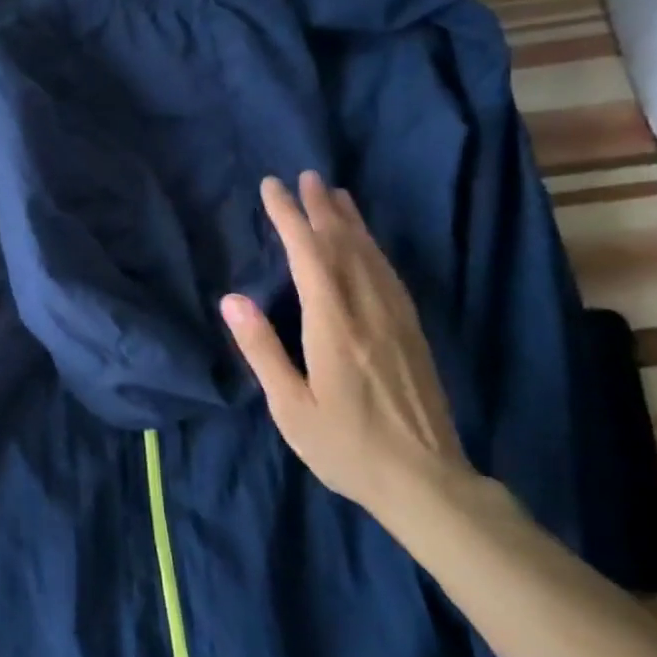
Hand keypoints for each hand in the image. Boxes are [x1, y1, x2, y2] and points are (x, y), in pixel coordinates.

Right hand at [220, 172, 471, 521]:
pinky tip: (367, 243)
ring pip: (371, 254)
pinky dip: (373, 247)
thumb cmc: (346, 446)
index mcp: (334, 325)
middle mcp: (368, 310)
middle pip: (343, 244)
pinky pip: (389, 274)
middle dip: (321, 208)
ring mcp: (396, 318)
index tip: (272, 187)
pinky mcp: (413, 331)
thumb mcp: (290, 407)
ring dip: (350, 221)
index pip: (308, 255)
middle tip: (305, 176)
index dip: (289, 217)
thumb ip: (261, 349)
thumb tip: (232, 298)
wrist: (425, 480)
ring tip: (335, 194)